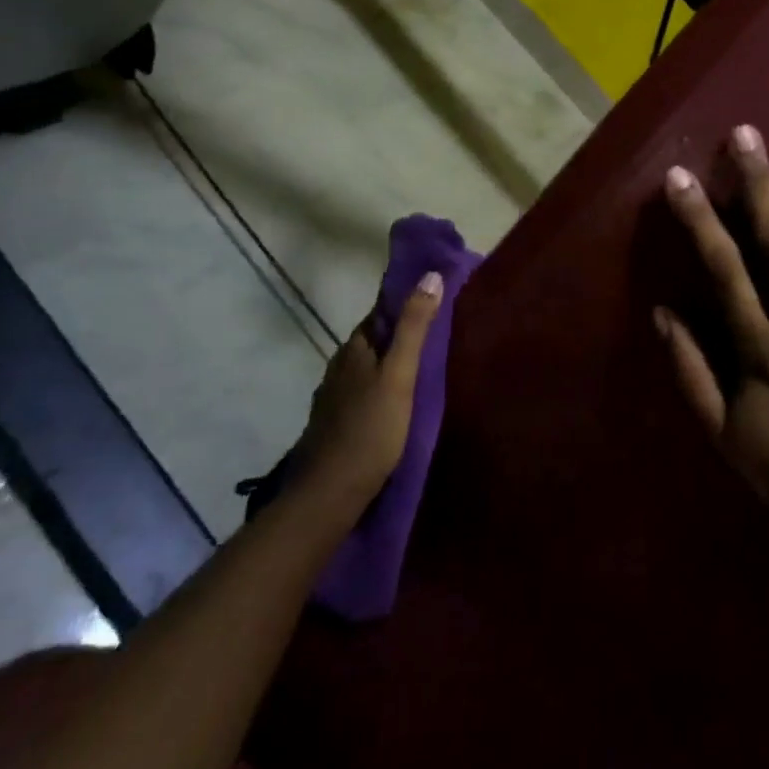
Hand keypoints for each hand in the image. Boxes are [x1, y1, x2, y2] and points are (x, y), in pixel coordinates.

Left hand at [295, 275, 442, 502]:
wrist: (329, 494)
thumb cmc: (370, 429)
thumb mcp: (400, 375)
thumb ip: (415, 327)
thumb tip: (430, 275)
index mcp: (355, 348)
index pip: (380, 311)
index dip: (404, 301)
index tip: (434, 294)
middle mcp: (339, 366)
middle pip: (373, 338)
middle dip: (400, 331)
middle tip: (438, 328)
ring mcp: (334, 396)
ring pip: (367, 366)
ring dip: (390, 360)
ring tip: (423, 362)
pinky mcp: (335, 422)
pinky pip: (363, 391)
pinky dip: (382, 385)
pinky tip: (397, 399)